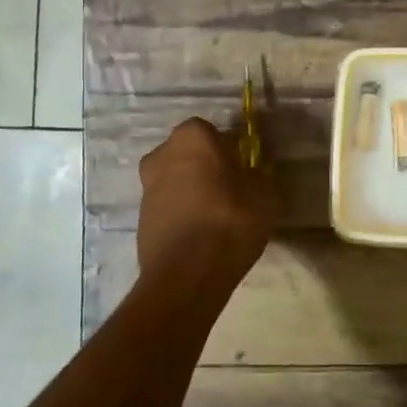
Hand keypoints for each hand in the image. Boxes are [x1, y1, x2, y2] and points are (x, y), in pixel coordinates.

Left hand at [136, 118, 275, 298]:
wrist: (186, 275)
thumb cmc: (230, 220)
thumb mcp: (266, 194)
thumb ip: (261, 174)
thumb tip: (256, 171)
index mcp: (192, 137)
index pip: (213, 132)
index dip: (230, 150)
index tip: (244, 170)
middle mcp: (162, 154)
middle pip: (191, 155)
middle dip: (207, 168)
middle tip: (232, 192)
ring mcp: (147, 187)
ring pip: (177, 180)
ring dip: (193, 192)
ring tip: (217, 219)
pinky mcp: (140, 218)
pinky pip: (169, 207)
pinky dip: (182, 215)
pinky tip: (201, 236)